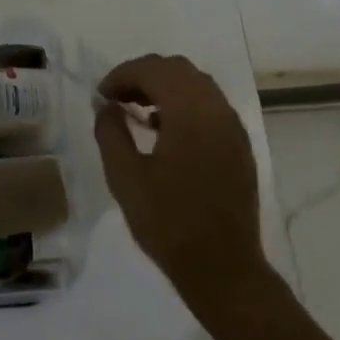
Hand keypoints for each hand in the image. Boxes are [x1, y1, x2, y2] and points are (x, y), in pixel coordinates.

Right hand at [94, 54, 268, 305]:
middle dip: (143, 75)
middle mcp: (216, 109)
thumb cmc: (169, 224)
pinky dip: (184, 104)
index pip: (154, 70)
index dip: (122, 75)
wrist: (224, 269)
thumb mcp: (126, 178)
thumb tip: (107, 106)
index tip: (101, 95)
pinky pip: (210, 105)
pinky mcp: (239, 145)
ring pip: (196, 84)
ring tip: (137, 111)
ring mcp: (232, 126)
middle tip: (116, 98)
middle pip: (177, 69)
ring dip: (164, 87)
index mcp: (190, 111)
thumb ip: (111, 133)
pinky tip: (164, 130)